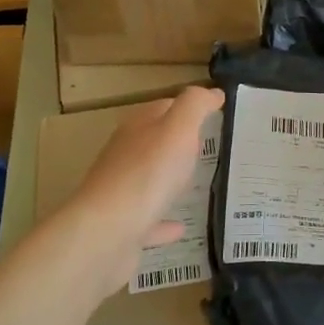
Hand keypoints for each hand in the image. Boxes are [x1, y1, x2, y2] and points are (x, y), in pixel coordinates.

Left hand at [69, 86, 224, 291]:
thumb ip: (195, 106)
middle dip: (179, 142)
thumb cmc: (147, 174)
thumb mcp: (178, 129)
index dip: (189, 107)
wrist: (107, 233)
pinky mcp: (123, 227)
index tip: (216, 112)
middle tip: (211, 146)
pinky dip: (164, 222)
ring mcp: (122, 193)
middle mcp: (125, 156)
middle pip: (154, 142)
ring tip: (197, 182)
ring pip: (149, 180)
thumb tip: (212, 92)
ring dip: (169, 180)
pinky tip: (181, 227)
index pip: (164, 107)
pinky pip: (149, 221)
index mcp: (138, 129)